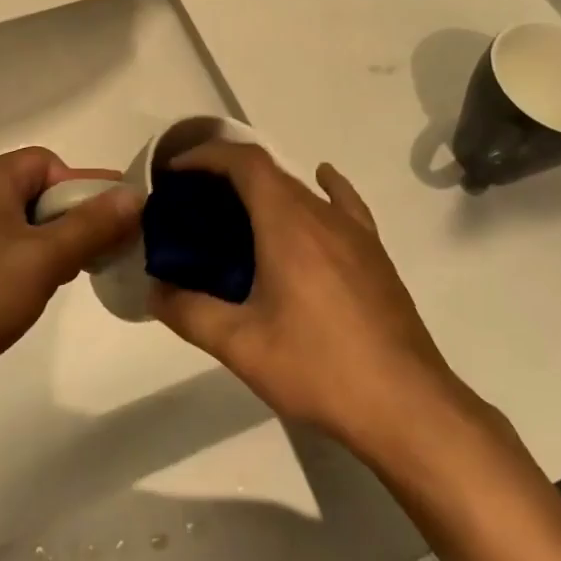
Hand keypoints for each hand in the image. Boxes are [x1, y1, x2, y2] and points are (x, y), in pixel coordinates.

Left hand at [0, 147, 141, 413]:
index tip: (112, 223)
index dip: (83, 188)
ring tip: (68, 277)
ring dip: (50, 244)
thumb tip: (135, 195)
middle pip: (34, 191)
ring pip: (18, 224)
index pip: (48, 163)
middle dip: (71, 219)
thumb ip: (92, 225)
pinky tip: (34, 293)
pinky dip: (23, 263)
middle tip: (98, 253)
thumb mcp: (44, 259)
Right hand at [149, 142, 469, 452]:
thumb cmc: (319, 368)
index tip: (175, 173)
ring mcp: (355, 233)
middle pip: (270, 173)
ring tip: (236, 216)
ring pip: (302, 190)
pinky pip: (345, 205)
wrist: (407, 405)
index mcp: (288, 223)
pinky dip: (323, 189)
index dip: (206, 155)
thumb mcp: (241, 345)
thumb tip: (154, 291)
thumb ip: (189, 312)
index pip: (244, 162)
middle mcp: (323, 215)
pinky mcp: (375, 254)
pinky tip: (320, 188)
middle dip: (227, 176)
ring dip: (265, 189)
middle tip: (193, 206)